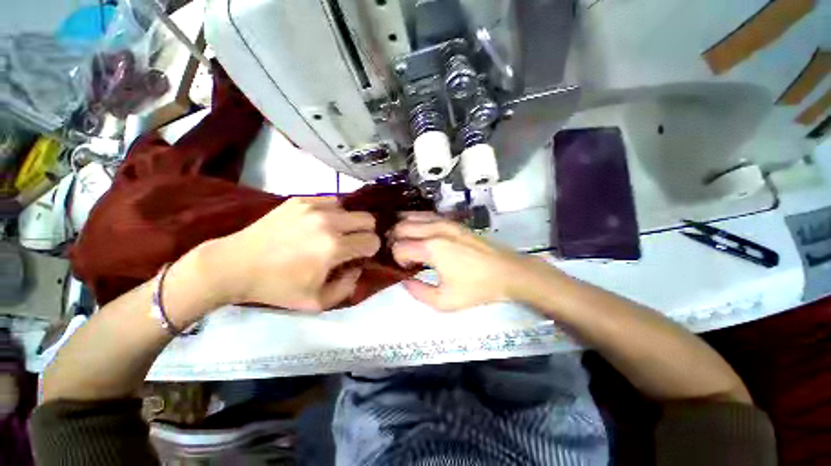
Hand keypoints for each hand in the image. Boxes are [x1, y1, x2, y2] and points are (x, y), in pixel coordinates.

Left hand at [205, 197, 379, 311]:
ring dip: (348, 222)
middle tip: (352, 243)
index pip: (372, 241)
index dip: (370, 250)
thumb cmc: (277, 287)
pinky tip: (320, 223)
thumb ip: (348, 287)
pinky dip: (333, 212)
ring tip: (334, 232)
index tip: (360, 256)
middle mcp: (329, 222)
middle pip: (368, 219)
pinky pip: (331, 200)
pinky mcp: (301, 199)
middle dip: (366, 232)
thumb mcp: (317, 302)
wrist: (236, 265)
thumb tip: (358, 267)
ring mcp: (314, 207)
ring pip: (351, 208)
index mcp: (334, 247)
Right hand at [391, 212, 538, 310]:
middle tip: (400, 255)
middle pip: (401, 227)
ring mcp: (445, 222)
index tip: (407, 269)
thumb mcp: (444, 301)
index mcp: (431, 248)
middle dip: (394, 240)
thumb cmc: (477, 288)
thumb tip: (404, 280)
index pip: (399, 247)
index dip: (397, 259)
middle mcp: (435, 229)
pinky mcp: (453, 221)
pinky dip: (415, 220)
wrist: (507, 271)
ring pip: (412, 216)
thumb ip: (418, 292)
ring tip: (403, 241)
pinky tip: (416, 230)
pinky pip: (426, 214)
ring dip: (402, 228)